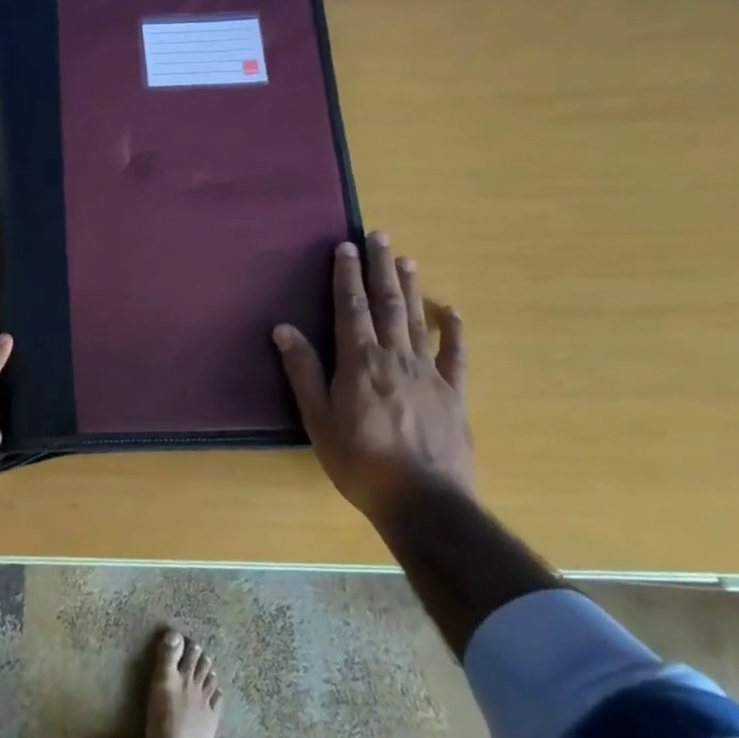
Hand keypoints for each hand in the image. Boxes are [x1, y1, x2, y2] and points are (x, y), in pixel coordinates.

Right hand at [272, 234, 472, 521]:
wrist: (424, 502)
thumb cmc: (360, 462)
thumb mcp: (318, 419)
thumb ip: (303, 371)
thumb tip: (284, 328)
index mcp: (359, 361)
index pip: (350, 308)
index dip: (346, 275)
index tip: (345, 246)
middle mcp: (395, 357)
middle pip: (386, 303)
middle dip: (380, 268)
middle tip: (379, 235)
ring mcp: (429, 373)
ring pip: (416, 320)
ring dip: (410, 287)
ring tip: (406, 258)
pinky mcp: (454, 394)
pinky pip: (455, 355)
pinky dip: (453, 330)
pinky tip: (451, 311)